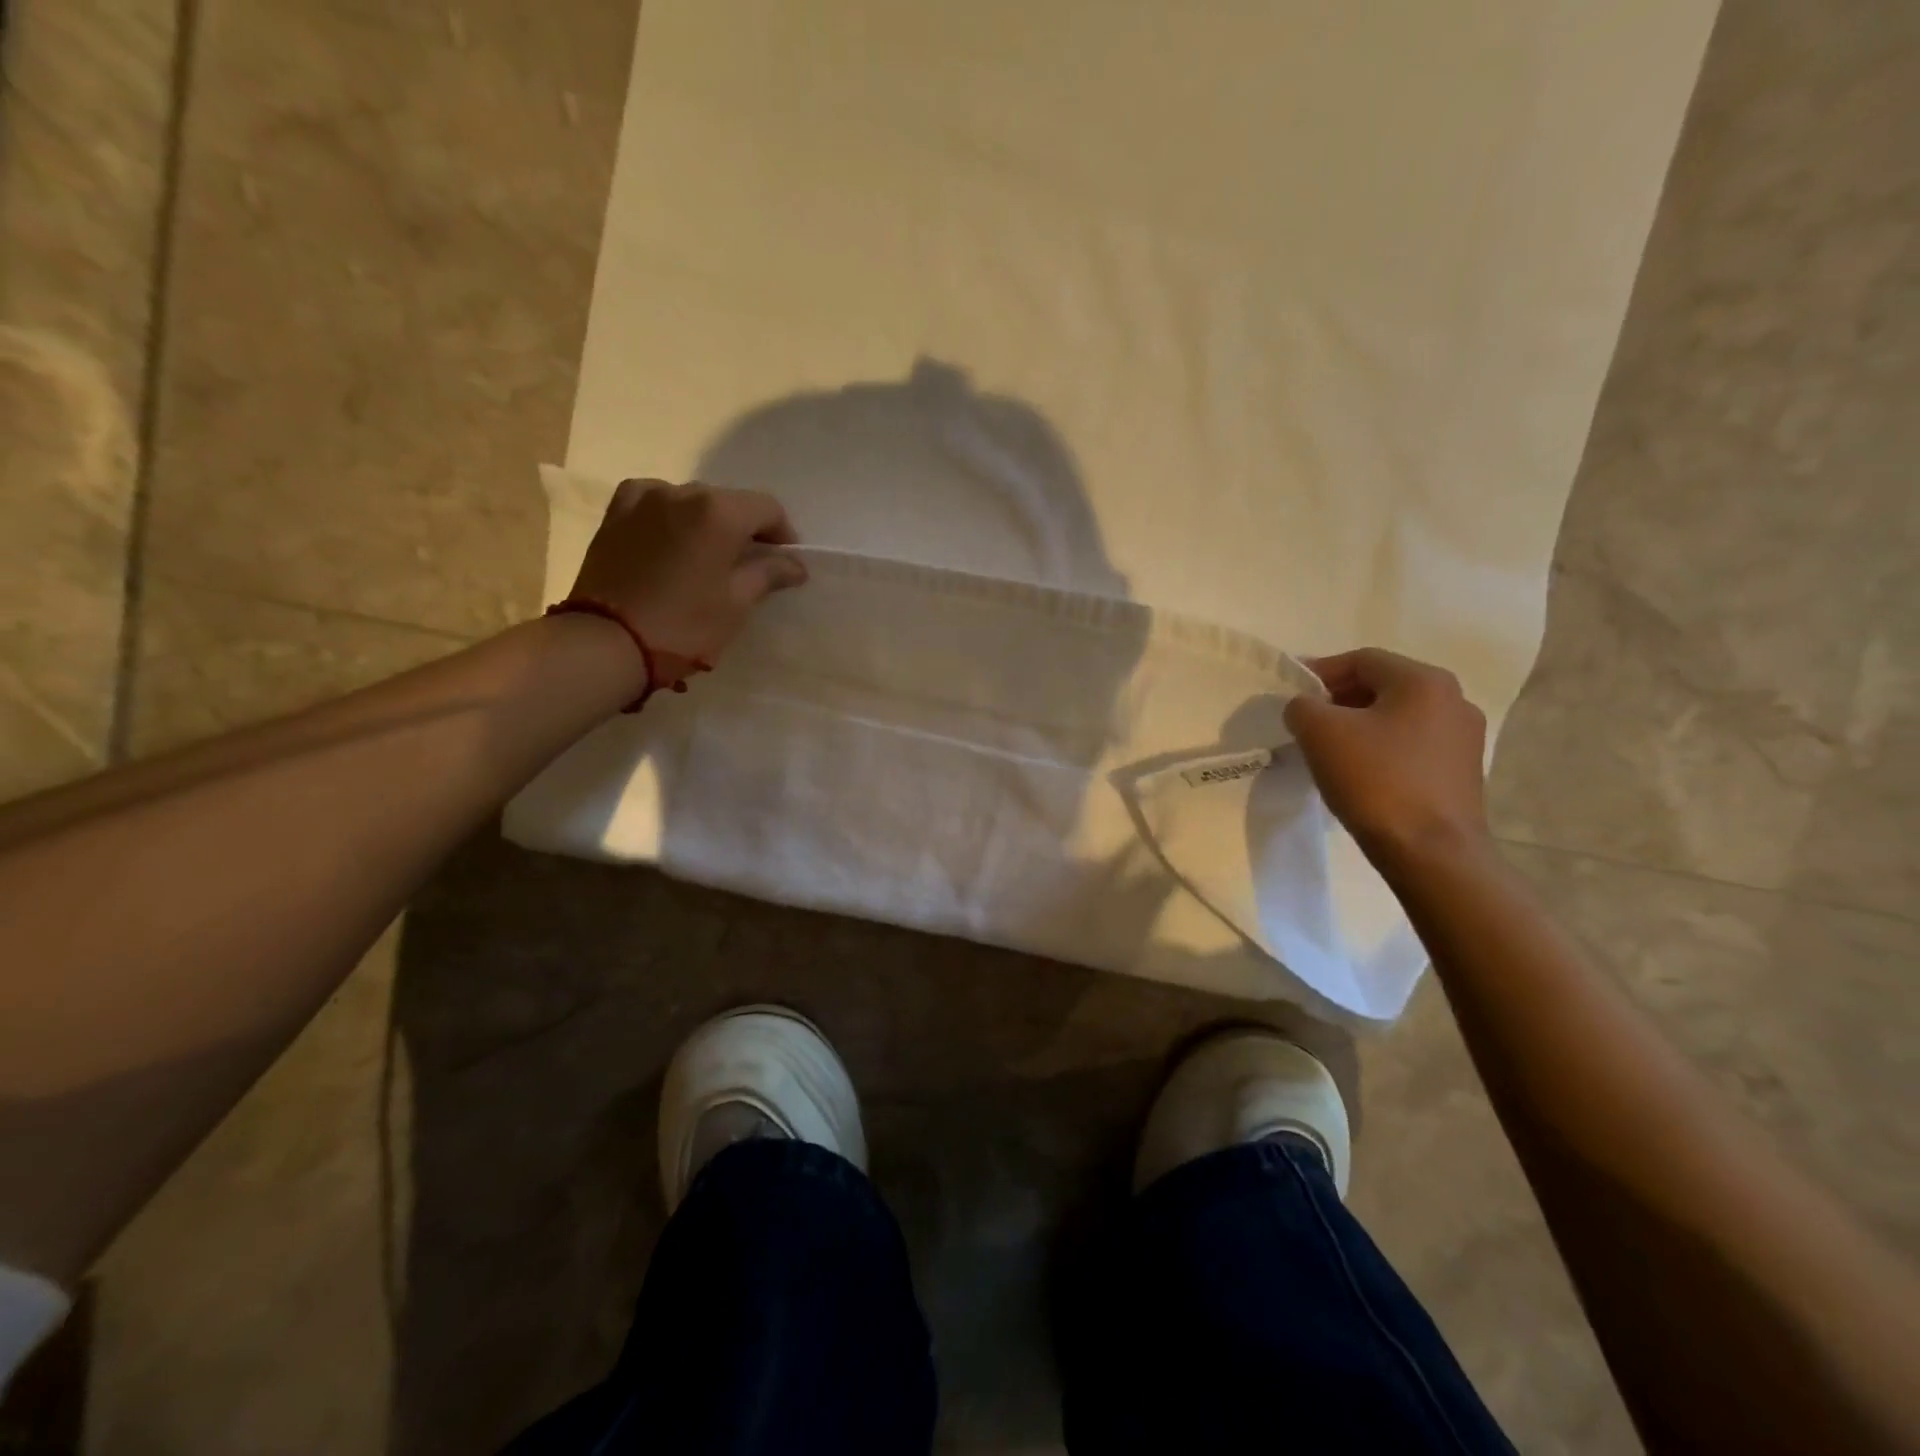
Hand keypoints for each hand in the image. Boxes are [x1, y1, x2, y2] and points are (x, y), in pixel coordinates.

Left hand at [566, 479, 808, 676]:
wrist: (607, 642)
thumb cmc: (684, 626)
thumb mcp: (736, 603)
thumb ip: (768, 574)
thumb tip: (794, 564)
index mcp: (718, 512)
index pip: (767, 509)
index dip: (783, 534)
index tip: (785, 563)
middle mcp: (682, 492)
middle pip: (729, 502)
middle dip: (744, 529)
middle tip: (749, 565)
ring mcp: (644, 499)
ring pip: (691, 502)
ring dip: (707, 524)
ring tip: (707, 557)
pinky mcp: (616, 514)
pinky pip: (655, 504)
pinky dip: (671, 518)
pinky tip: (672, 541)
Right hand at [1283, 648, 1489, 862]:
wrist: (1431, 852)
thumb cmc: (1376, 781)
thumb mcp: (1320, 732)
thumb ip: (1302, 706)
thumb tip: (1305, 708)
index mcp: (1424, 681)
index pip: (1361, 660)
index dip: (1319, 672)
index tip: (1291, 694)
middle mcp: (1453, 700)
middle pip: (1381, 686)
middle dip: (1338, 700)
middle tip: (1305, 722)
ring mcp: (1463, 738)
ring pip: (1396, 717)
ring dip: (1358, 726)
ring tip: (1327, 750)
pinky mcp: (1461, 772)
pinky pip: (1410, 746)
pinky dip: (1380, 749)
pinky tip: (1358, 773)